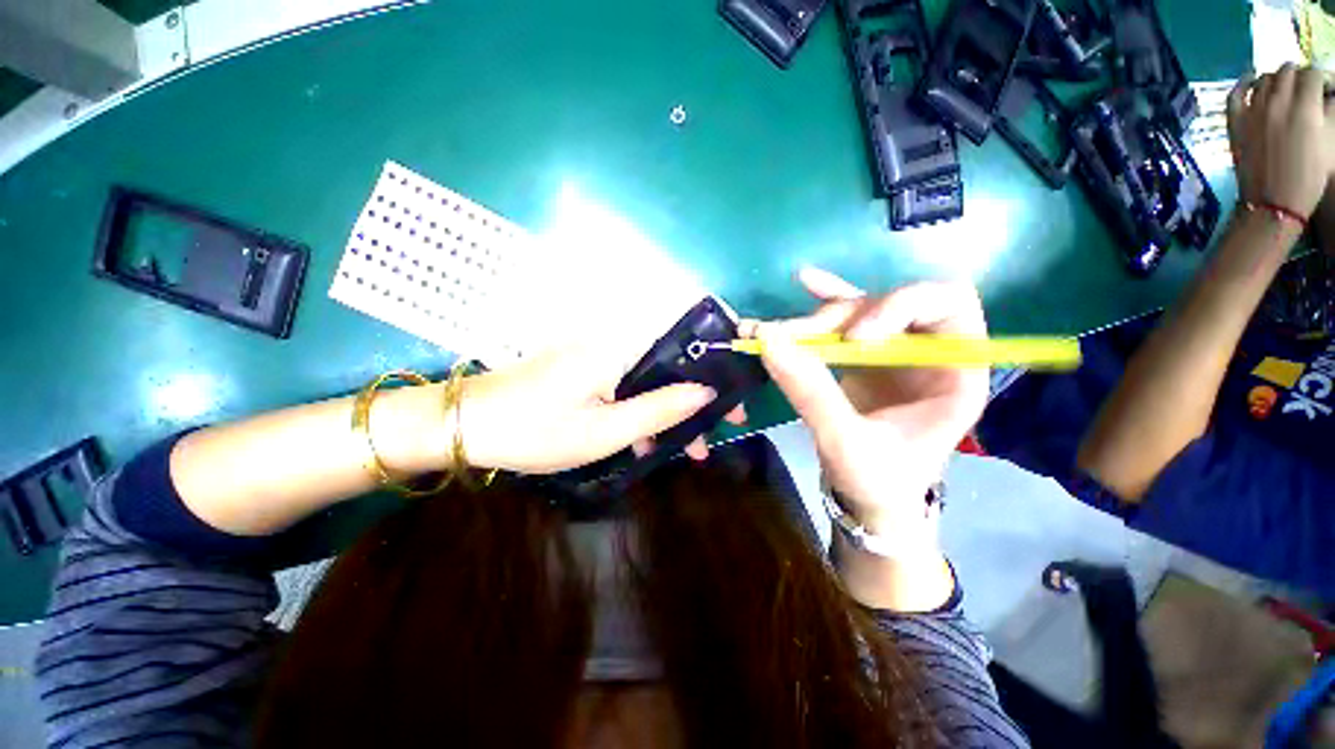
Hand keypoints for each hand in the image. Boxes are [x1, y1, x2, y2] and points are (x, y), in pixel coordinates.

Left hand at [459, 345, 742, 474]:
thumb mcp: (605, 430)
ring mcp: (596, 354)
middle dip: (693, 401)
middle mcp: (612, 340)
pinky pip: (626, 384)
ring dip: (666, 410)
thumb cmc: (535, 430)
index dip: (714, 372)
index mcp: (619, 346)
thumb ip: (658, 410)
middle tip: (709, 438)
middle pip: (668, 365)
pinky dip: (640, 409)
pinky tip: (644, 441)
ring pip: (648, 378)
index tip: (732, 405)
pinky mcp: (584, 367)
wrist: (466, 425)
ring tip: (682, 450)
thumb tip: (707, 393)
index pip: (683, 345)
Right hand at [745, 268, 988, 548]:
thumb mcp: (845, 442)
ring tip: (773, 331)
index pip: (948, 304)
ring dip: (817, 317)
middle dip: (842, 316)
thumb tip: (768, 340)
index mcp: (955, 373)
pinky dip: (826, 300)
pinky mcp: (865, 357)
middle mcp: (928, 352)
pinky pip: (847, 319)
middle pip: (891, 304)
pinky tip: (807, 281)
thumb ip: (811, 392)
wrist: (871, 500)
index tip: (854, 338)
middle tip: (794, 339)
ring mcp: (894, 352)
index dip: (901, 305)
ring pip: (859, 311)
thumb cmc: (877, 481)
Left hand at [1228, 65, 1334, 218]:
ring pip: (1264, 79)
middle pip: (1287, 71)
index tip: (1324, 87)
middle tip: (1304, 88)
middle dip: (1299, 75)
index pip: (1313, 74)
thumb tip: (1329, 94)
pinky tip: (1251, 80)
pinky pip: (1235, 94)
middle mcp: (1278, 102)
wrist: (1274, 202)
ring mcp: (1253, 111)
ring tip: (1283, 88)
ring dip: (1275, 79)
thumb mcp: (1330, 141)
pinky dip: (1243, 83)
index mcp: (1305, 106)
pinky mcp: (1235, 123)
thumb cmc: (1309, 176)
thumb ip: (1330, 112)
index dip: (1321, 78)